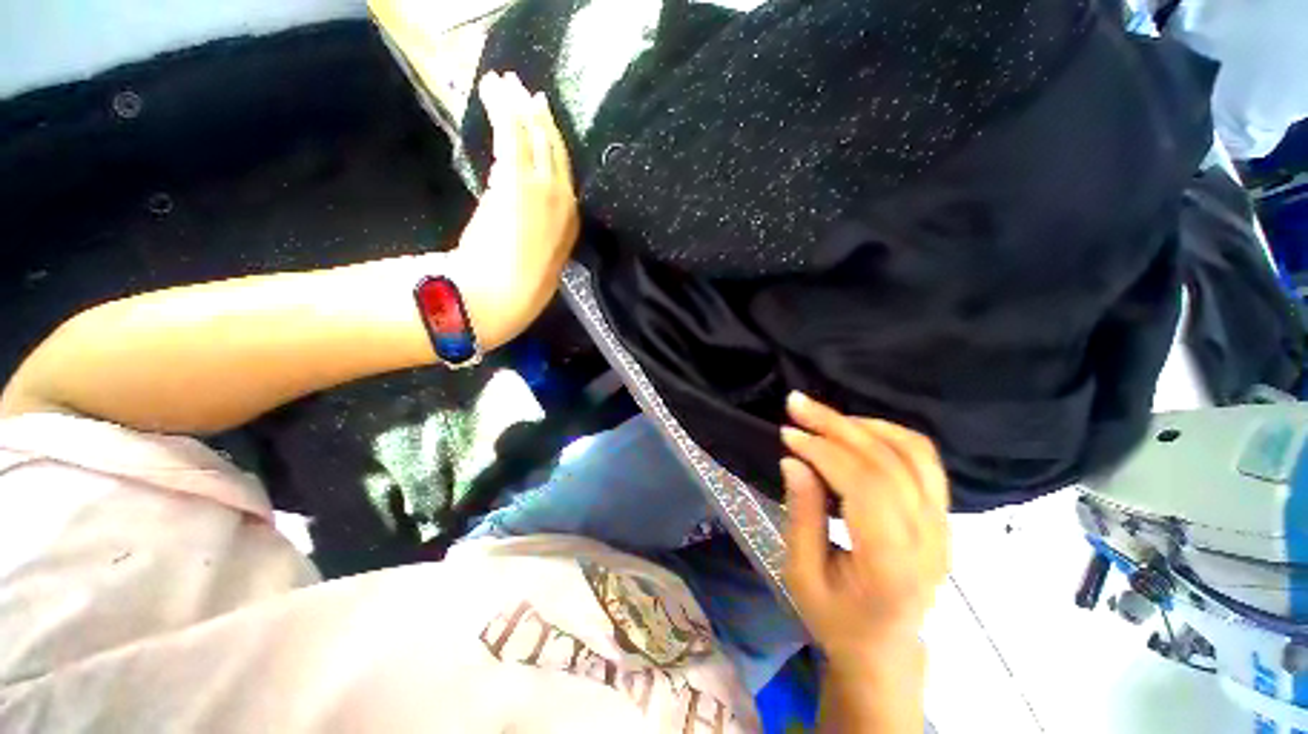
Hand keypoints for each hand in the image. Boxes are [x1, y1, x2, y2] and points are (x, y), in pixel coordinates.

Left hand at [455, 71, 578, 346]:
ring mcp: (543, 191)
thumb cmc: (517, 288)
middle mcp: (564, 203)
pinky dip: (503, 110)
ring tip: (505, 81)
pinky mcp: (517, 182)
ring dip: (518, 105)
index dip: (554, 147)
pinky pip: (513, 135)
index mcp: (570, 224)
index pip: (564, 176)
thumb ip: (535, 235)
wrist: (502, 296)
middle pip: (555, 151)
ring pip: (534, 137)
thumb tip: (524, 218)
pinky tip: (495, 90)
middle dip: (539, 118)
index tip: (543, 123)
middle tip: (526, 91)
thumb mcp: (536, 261)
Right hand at [780, 392, 949, 665]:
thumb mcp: (802, 574)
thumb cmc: (836, 618)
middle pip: (888, 461)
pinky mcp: (942, 515)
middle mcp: (929, 538)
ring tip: (823, 416)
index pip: (865, 485)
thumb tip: (793, 460)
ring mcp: (943, 525)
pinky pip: (923, 459)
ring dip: (863, 425)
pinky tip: (856, 429)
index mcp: (893, 563)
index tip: (788, 433)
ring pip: (913, 452)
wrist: (884, 648)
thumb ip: (801, 514)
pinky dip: (888, 434)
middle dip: (836, 425)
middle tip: (797, 404)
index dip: (824, 451)